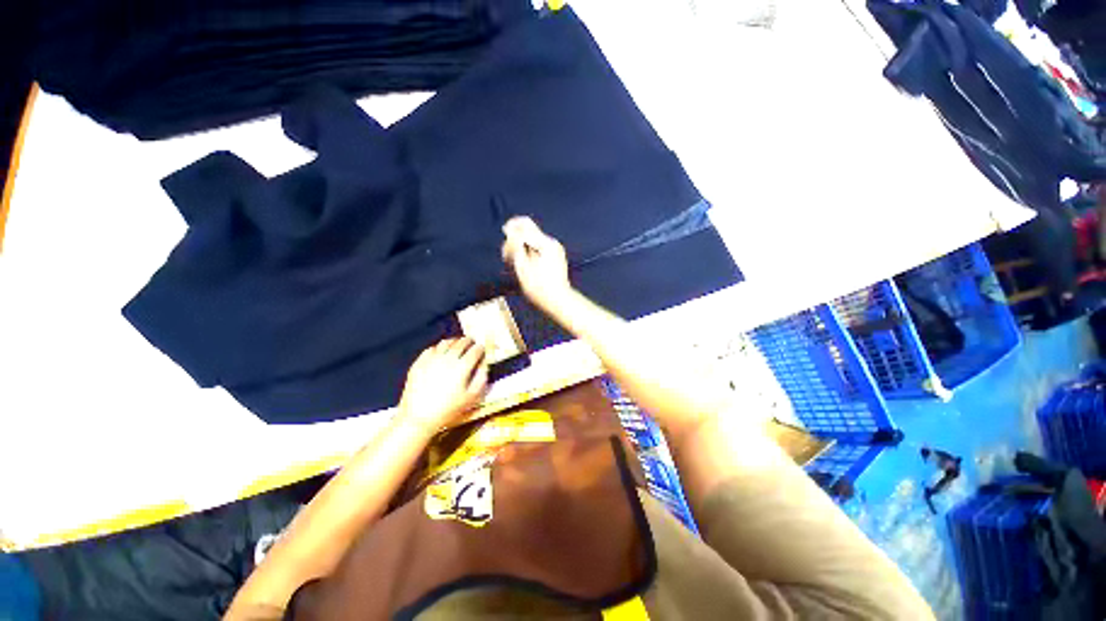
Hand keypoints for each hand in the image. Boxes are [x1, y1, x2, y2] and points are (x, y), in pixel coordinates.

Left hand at [398, 338, 488, 434]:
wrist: (418, 417)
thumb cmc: (448, 409)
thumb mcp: (471, 398)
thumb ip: (481, 379)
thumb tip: (484, 366)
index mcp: (462, 366)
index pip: (475, 350)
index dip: (480, 348)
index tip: (482, 349)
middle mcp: (448, 358)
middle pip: (461, 343)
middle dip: (469, 341)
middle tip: (472, 343)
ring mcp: (432, 359)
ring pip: (446, 342)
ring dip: (454, 341)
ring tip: (457, 344)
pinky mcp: (419, 362)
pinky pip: (431, 349)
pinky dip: (439, 348)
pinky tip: (440, 353)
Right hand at [501, 217, 572, 314]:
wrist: (558, 301)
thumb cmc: (539, 288)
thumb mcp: (522, 267)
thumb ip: (515, 246)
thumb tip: (509, 230)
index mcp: (545, 243)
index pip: (524, 224)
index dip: (510, 229)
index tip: (502, 243)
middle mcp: (551, 242)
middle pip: (528, 232)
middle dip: (514, 241)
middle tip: (507, 259)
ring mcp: (555, 250)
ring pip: (532, 241)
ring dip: (520, 249)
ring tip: (514, 266)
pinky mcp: (555, 257)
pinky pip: (538, 248)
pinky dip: (528, 254)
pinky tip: (524, 267)